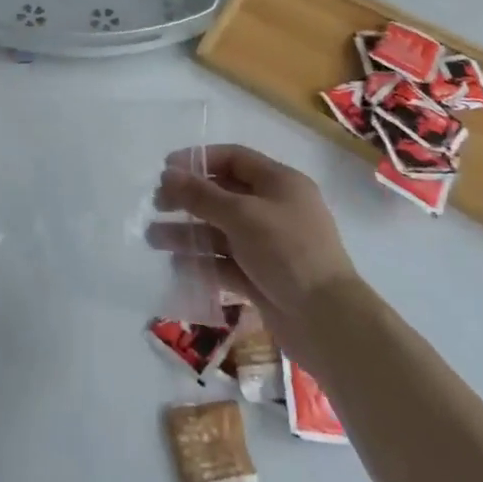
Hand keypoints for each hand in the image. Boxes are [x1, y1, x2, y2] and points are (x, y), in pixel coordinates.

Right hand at [149, 144, 354, 330]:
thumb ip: (201, 194)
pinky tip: (177, 266)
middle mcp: (275, 209)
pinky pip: (225, 262)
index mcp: (280, 183)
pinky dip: (202, 262)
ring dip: (188, 232)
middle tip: (157, 205)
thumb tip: (168, 174)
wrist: (328, 322)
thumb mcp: (242, 215)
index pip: (234, 158)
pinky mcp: (262, 277)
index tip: (166, 169)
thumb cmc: (288, 253)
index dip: (199, 160)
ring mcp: (269, 245)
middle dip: (188, 199)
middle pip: (224, 194)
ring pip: (220, 230)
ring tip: (154, 239)